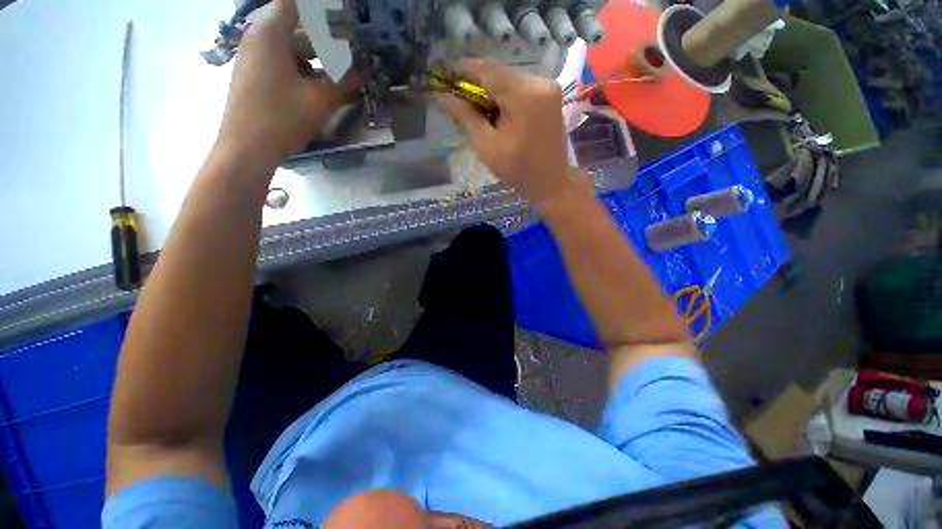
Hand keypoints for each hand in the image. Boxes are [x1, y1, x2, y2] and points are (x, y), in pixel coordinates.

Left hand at [216, 0, 358, 163]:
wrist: (246, 149)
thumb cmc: (282, 117)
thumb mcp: (320, 100)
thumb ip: (345, 84)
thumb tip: (363, 73)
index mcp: (270, 35)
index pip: (294, 4)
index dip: (319, 9)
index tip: (341, 16)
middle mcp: (258, 41)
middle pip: (295, 29)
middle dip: (324, 40)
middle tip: (349, 52)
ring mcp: (253, 61)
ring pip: (290, 51)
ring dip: (316, 60)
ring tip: (340, 74)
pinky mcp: (254, 79)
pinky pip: (282, 65)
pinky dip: (302, 72)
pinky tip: (320, 89)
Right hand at [436, 59, 582, 207]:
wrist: (551, 183)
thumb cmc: (517, 171)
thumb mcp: (487, 147)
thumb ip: (465, 118)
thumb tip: (442, 97)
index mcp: (524, 96)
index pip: (488, 72)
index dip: (464, 69)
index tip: (444, 69)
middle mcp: (540, 83)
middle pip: (501, 74)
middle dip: (478, 82)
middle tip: (458, 93)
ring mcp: (549, 88)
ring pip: (511, 80)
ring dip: (492, 90)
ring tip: (475, 105)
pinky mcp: (552, 96)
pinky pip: (522, 88)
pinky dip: (506, 96)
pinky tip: (497, 110)